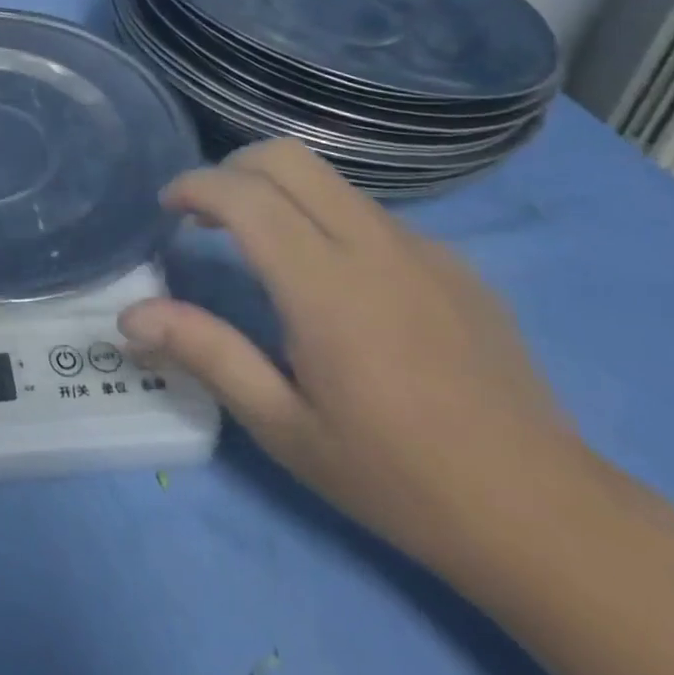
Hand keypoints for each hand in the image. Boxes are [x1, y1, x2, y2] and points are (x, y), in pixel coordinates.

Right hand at [120, 139, 582, 574]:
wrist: (546, 516)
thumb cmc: (396, 476)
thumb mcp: (284, 427)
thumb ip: (205, 353)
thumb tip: (128, 316)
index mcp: (326, 287)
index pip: (244, 196)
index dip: (194, 186)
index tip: (168, 209)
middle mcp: (373, 246)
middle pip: (286, 158)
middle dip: (232, 168)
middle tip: (207, 216)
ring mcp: (422, 248)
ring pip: (329, 179)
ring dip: (278, 191)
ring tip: (260, 246)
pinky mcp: (455, 262)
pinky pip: (371, 213)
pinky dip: (326, 218)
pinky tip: (334, 282)